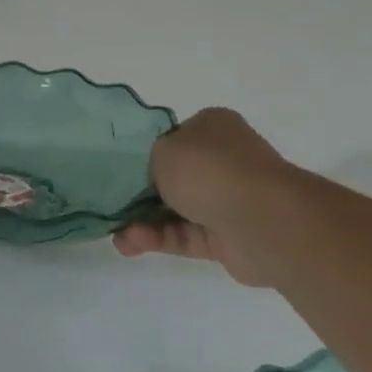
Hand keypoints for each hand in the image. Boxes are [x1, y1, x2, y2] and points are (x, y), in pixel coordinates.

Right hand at [111, 107, 293, 283]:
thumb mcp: (160, 148)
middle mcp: (224, 161)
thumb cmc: (210, 171)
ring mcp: (228, 200)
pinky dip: (157, 238)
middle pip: (170, 177)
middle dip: (137, 194)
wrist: (264, 222)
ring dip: (142, 221)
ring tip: (115, 233)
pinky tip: (130, 243)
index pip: (171, 138)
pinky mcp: (227, 237)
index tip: (116, 169)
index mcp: (212, 129)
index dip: (142, 153)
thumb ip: (144, 159)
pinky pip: (184, 236)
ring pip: (174, 210)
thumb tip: (149, 174)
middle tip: (107, 204)